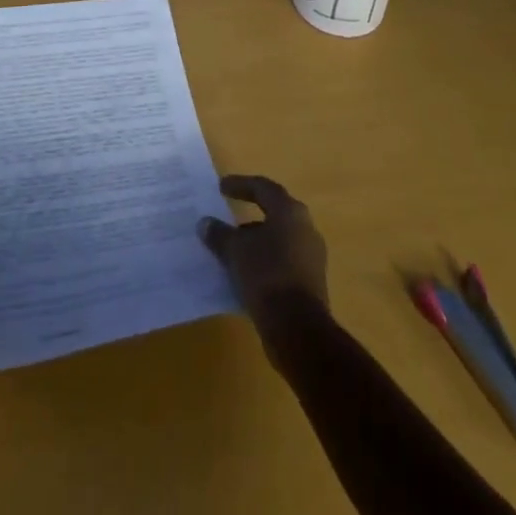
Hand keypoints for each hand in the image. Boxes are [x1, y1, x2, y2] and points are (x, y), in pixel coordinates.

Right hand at [197, 174, 328, 333]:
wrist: (298, 329)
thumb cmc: (266, 275)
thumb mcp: (235, 251)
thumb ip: (219, 234)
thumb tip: (204, 223)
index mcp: (290, 211)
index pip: (263, 188)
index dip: (240, 184)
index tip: (221, 187)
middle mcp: (305, 228)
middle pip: (273, 213)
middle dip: (248, 215)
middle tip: (227, 217)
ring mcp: (310, 257)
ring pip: (278, 240)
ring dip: (255, 242)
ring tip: (230, 250)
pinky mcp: (310, 283)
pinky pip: (282, 263)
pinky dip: (263, 263)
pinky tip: (244, 274)